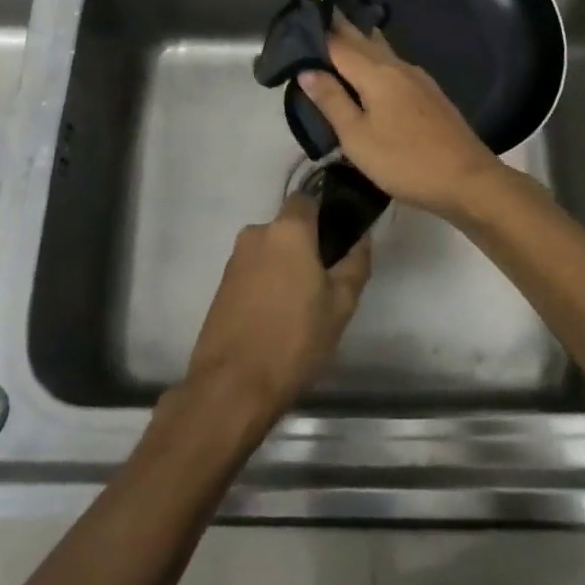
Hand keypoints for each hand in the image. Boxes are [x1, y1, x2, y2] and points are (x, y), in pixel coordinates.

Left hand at [182, 191, 370, 427]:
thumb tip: (362, 237)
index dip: (325, 215)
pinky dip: (267, 286)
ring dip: (285, 269)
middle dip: (306, 248)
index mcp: (287, 230)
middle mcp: (256, 234)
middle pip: (288, 229)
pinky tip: (277, 319)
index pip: (308, 200)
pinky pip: (253, 273)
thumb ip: (355, 263)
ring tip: (301, 308)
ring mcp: (234, 260)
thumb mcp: (341, 304)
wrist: (232, 385)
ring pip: (270, 252)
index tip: (339, 242)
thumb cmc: (294, 339)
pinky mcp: (221, 286)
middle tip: (325, 283)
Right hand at [297, 20, 502, 218]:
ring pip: (382, 50)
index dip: (317, 31)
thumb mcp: (357, 137)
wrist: (467, 179)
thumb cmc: (404, 160)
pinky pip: (394, 64)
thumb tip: (306, 69)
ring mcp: (417, 79)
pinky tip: (374, 66)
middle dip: (341, 26)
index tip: (299, 17)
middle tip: (319, 12)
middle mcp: (397, 67)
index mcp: (376, 74)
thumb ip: (332, 101)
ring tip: (342, 32)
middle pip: (363, 40)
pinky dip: (376, 57)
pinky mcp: (429, 93)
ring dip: (361, 39)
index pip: (339, 43)